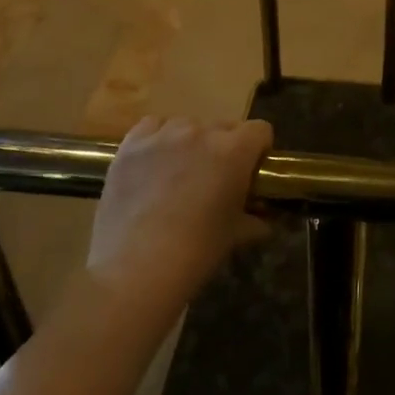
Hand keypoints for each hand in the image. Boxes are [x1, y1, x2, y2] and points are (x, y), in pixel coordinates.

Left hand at [86, 116, 270, 316]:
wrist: (135, 269)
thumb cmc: (195, 252)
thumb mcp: (234, 235)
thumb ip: (253, 220)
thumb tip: (263, 222)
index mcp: (234, 151)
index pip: (260, 130)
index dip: (259, 149)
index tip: (251, 171)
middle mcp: (201, 132)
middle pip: (223, 126)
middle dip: (224, 147)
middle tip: (214, 179)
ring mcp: (163, 135)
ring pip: (187, 125)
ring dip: (191, 143)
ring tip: (179, 174)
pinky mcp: (131, 145)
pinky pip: (152, 127)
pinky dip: (157, 140)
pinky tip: (152, 164)